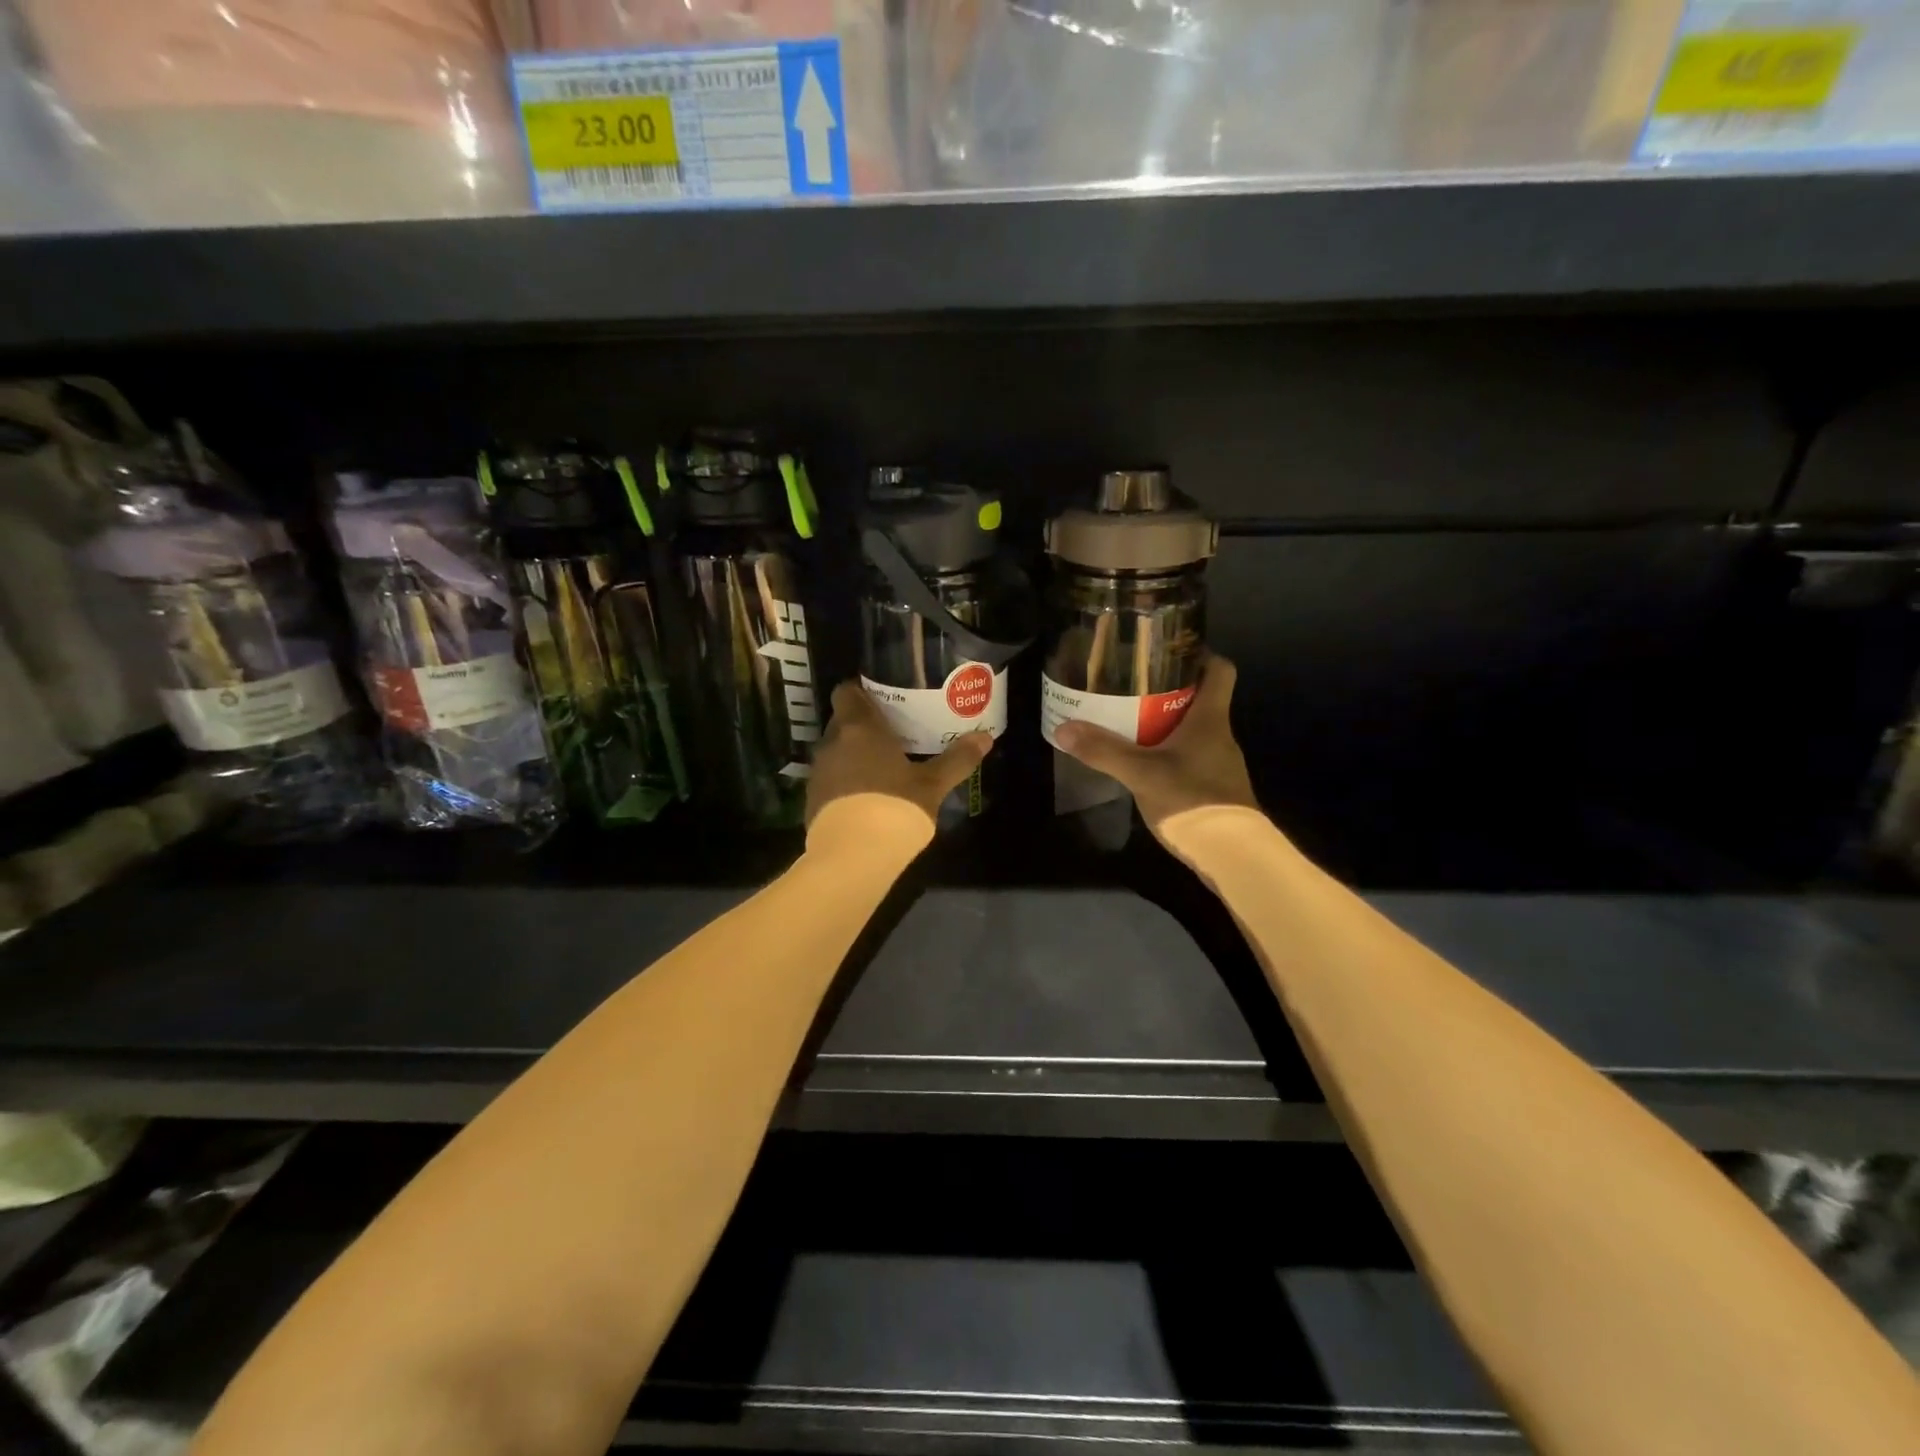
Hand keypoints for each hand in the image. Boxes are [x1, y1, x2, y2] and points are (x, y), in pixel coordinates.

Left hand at [807, 681, 993, 829]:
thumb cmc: (895, 807)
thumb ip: (957, 759)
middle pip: (842, 722)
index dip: (861, 690)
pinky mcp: (812, 801)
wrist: (852, 856)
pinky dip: (846, 781)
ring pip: (836, 752)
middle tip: (893, 731)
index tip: (882, 697)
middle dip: (864, 725)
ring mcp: (818, 773)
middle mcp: (832, 743)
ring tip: (883, 764)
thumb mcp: (933, 785)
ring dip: (854, 755)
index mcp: (859, 728)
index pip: (846, 692)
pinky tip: (868, 796)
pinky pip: (831, 780)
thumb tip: (985, 738)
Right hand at [1052, 656, 1258, 834]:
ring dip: (1166, 723)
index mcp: (1210, 718)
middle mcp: (1220, 735)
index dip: (1199, 654)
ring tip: (1129, 722)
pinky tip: (1143, 763)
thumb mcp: (1140, 773)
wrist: (1233, 855)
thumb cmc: (1192, 800)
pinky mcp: (1214, 788)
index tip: (1167, 651)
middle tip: (1131, 686)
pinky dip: (1169, 752)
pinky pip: (1190, 757)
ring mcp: (1220, 763)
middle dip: (1168, 690)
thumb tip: (1063, 728)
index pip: (1219, 670)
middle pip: (1200, 698)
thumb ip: (1103, 751)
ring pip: (1193, 730)